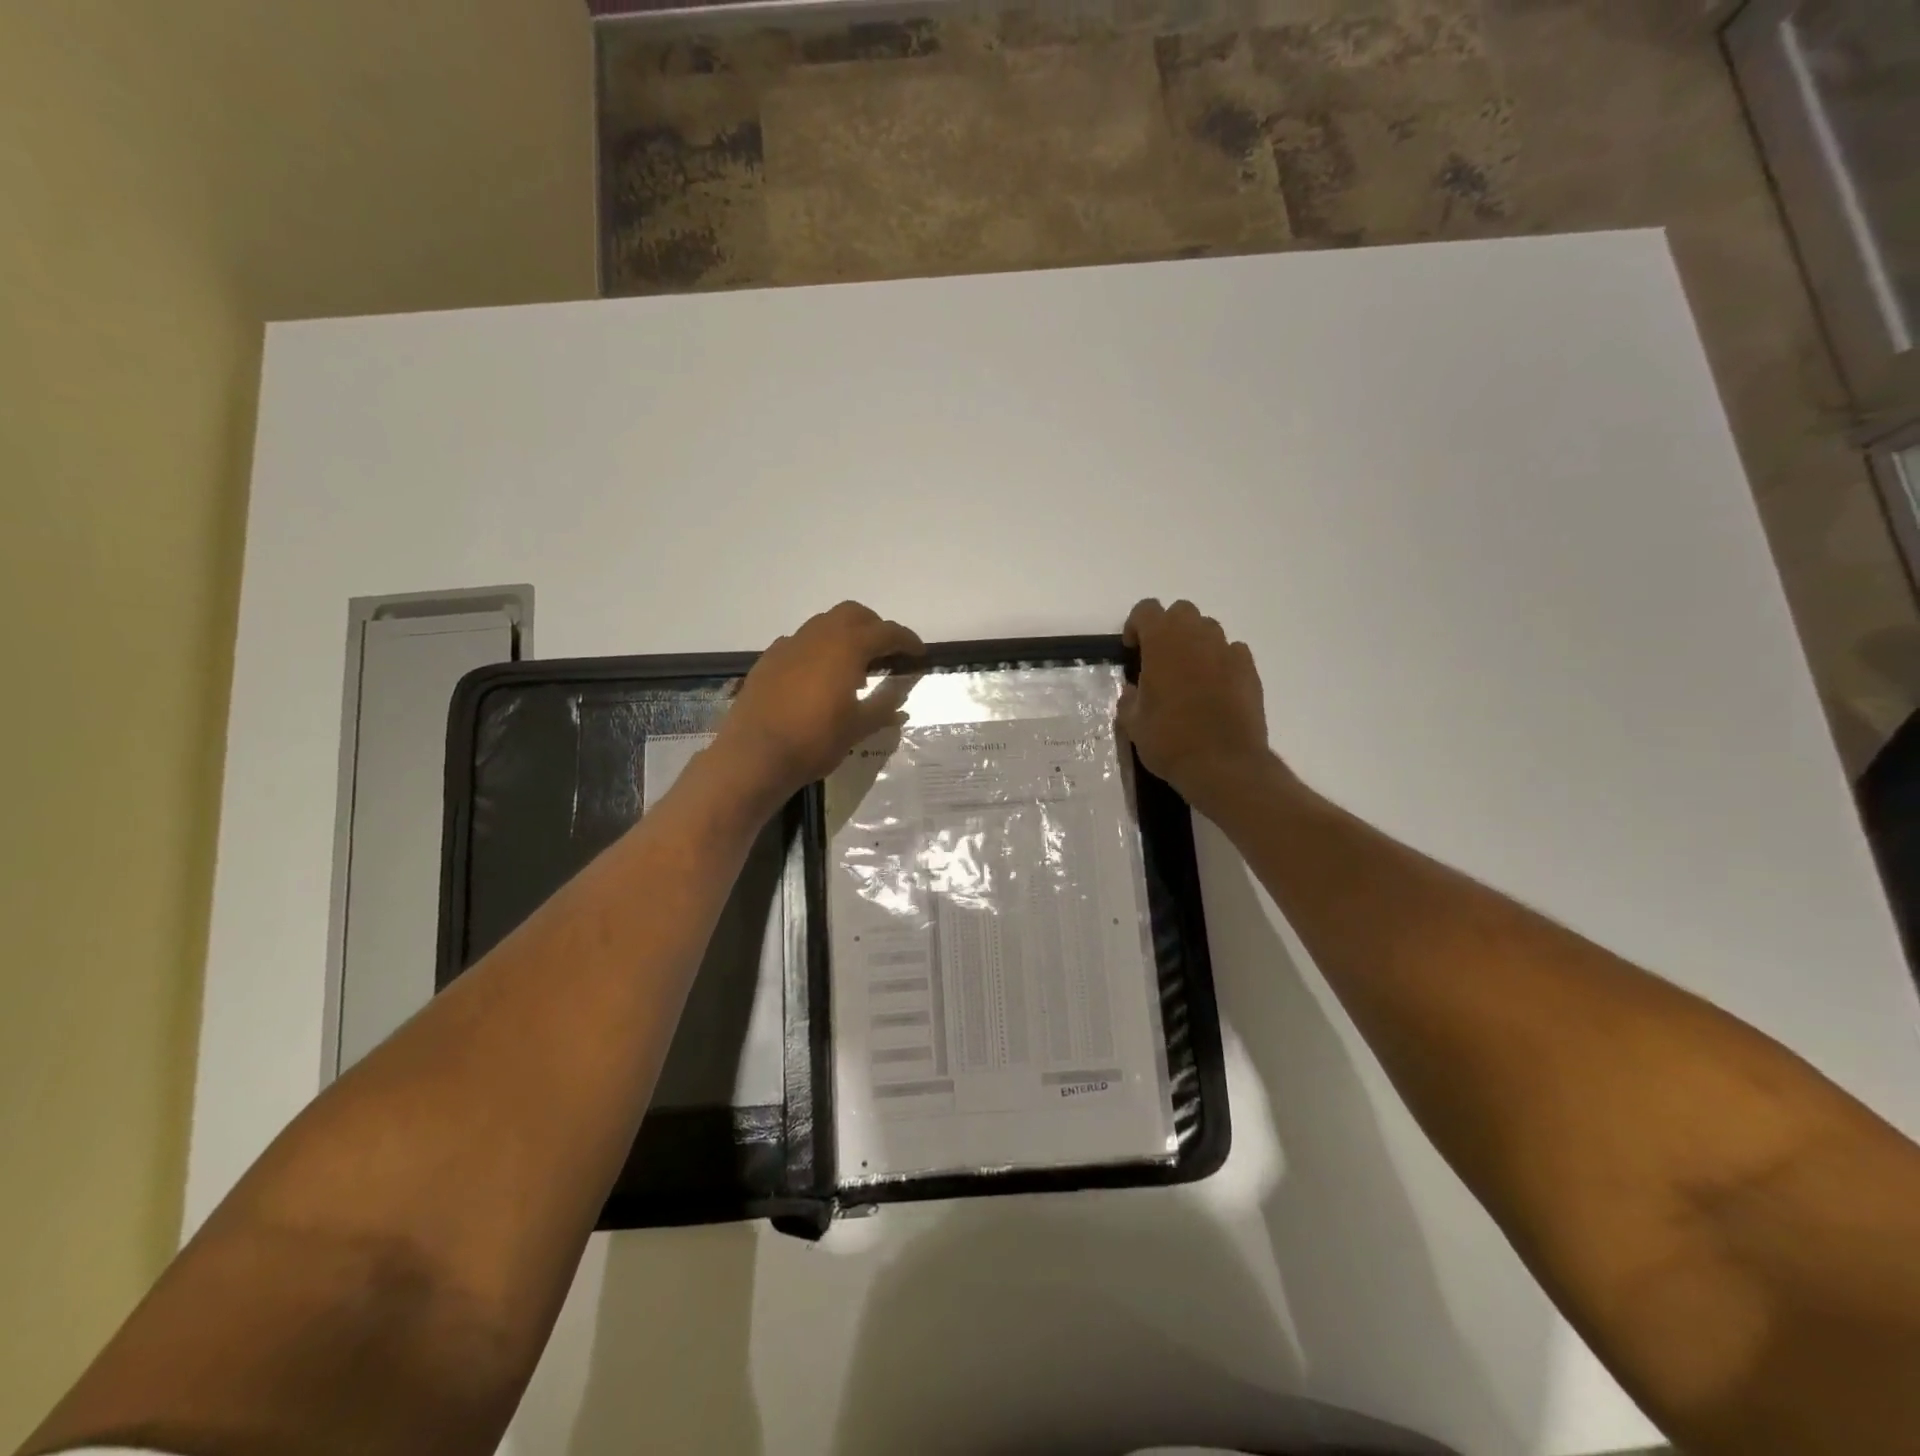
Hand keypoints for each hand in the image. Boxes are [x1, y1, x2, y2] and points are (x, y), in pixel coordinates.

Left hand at [714, 601, 923, 807]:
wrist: (754, 756)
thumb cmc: (814, 741)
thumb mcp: (858, 728)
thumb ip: (883, 706)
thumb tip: (901, 697)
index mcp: (846, 647)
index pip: (886, 632)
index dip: (907, 640)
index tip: (919, 653)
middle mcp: (818, 636)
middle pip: (853, 614)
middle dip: (874, 627)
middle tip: (886, 652)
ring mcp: (789, 645)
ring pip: (824, 624)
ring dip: (844, 636)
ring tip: (853, 667)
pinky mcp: (768, 660)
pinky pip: (800, 642)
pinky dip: (818, 650)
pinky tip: (818, 677)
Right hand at [1118, 598, 1281, 813]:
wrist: (1224, 764)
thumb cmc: (1170, 740)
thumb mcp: (1133, 724)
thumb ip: (1130, 699)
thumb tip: (1135, 690)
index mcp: (1162, 642)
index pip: (1146, 610)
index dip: (1136, 626)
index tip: (1132, 650)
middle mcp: (1197, 637)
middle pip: (1181, 612)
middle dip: (1168, 629)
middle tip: (1160, 660)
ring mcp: (1227, 651)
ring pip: (1209, 630)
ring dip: (1195, 643)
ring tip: (1188, 675)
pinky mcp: (1249, 670)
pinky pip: (1232, 652)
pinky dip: (1221, 662)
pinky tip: (1215, 688)